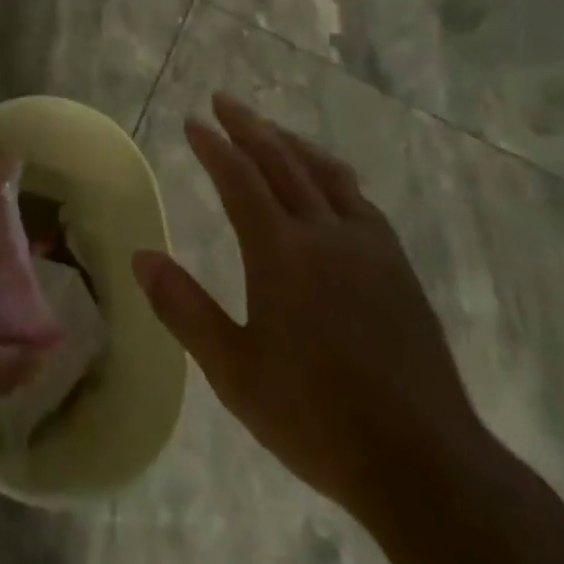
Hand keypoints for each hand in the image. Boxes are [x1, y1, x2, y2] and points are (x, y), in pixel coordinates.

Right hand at [133, 93, 488, 521]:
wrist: (423, 462)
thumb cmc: (315, 417)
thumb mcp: (233, 370)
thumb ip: (183, 308)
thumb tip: (140, 257)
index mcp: (281, 252)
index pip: (239, 179)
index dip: (213, 146)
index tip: (192, 121)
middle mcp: (325, 233)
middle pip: (282, 160)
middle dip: (248, 126)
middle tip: (223, 100)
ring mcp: (368, 246)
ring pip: (324, 172)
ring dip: (291, 142)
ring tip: (269, 128)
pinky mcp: (397, 265)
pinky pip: (358, 198)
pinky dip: (331, 173)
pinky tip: (328, 182)